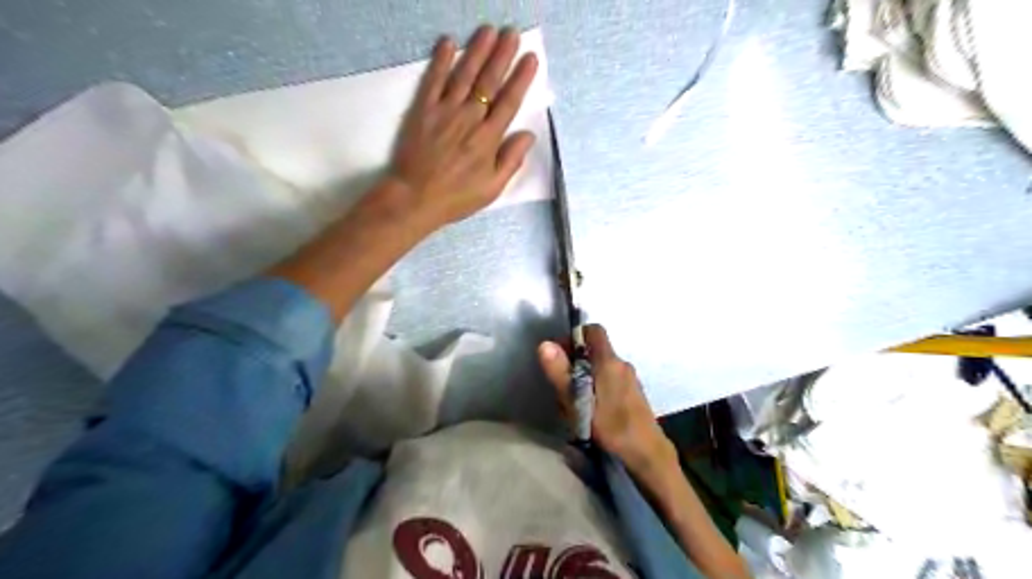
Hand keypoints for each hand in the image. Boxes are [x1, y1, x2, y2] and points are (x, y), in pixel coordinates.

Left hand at [386, 26, 539, 230]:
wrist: (414, 198)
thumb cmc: (456, 197)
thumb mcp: (492, 188)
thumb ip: (511, 160)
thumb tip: (528, 134)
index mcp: (488, 139)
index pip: (509, 102)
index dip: (521, 78)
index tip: (530, 58)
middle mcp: (469, 119)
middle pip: (488, 82)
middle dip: (502, 55)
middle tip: (512, 33)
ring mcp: (444, 112)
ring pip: (464, 75)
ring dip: (477, 51)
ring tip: (488, 30)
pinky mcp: (423, 110)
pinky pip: (434, 81)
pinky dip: (441, 61)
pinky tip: (448, 43)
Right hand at [536, 325, 673, 474]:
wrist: (647, 454)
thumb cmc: (610, 426)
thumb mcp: (577, 401)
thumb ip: (560, 372)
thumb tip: (545, 344)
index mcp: (609, 361)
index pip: (593, 330)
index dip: (575, 336)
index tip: (561, 354)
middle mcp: (623, 364)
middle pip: (595, 351)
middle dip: (576, 362)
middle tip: (562, 386)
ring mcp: (631, 379)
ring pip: (602, 368)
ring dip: (586, 378)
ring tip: (574, 403)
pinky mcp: (634, 393)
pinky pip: (611, 380)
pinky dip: (598, 387)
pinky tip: (592, 411)